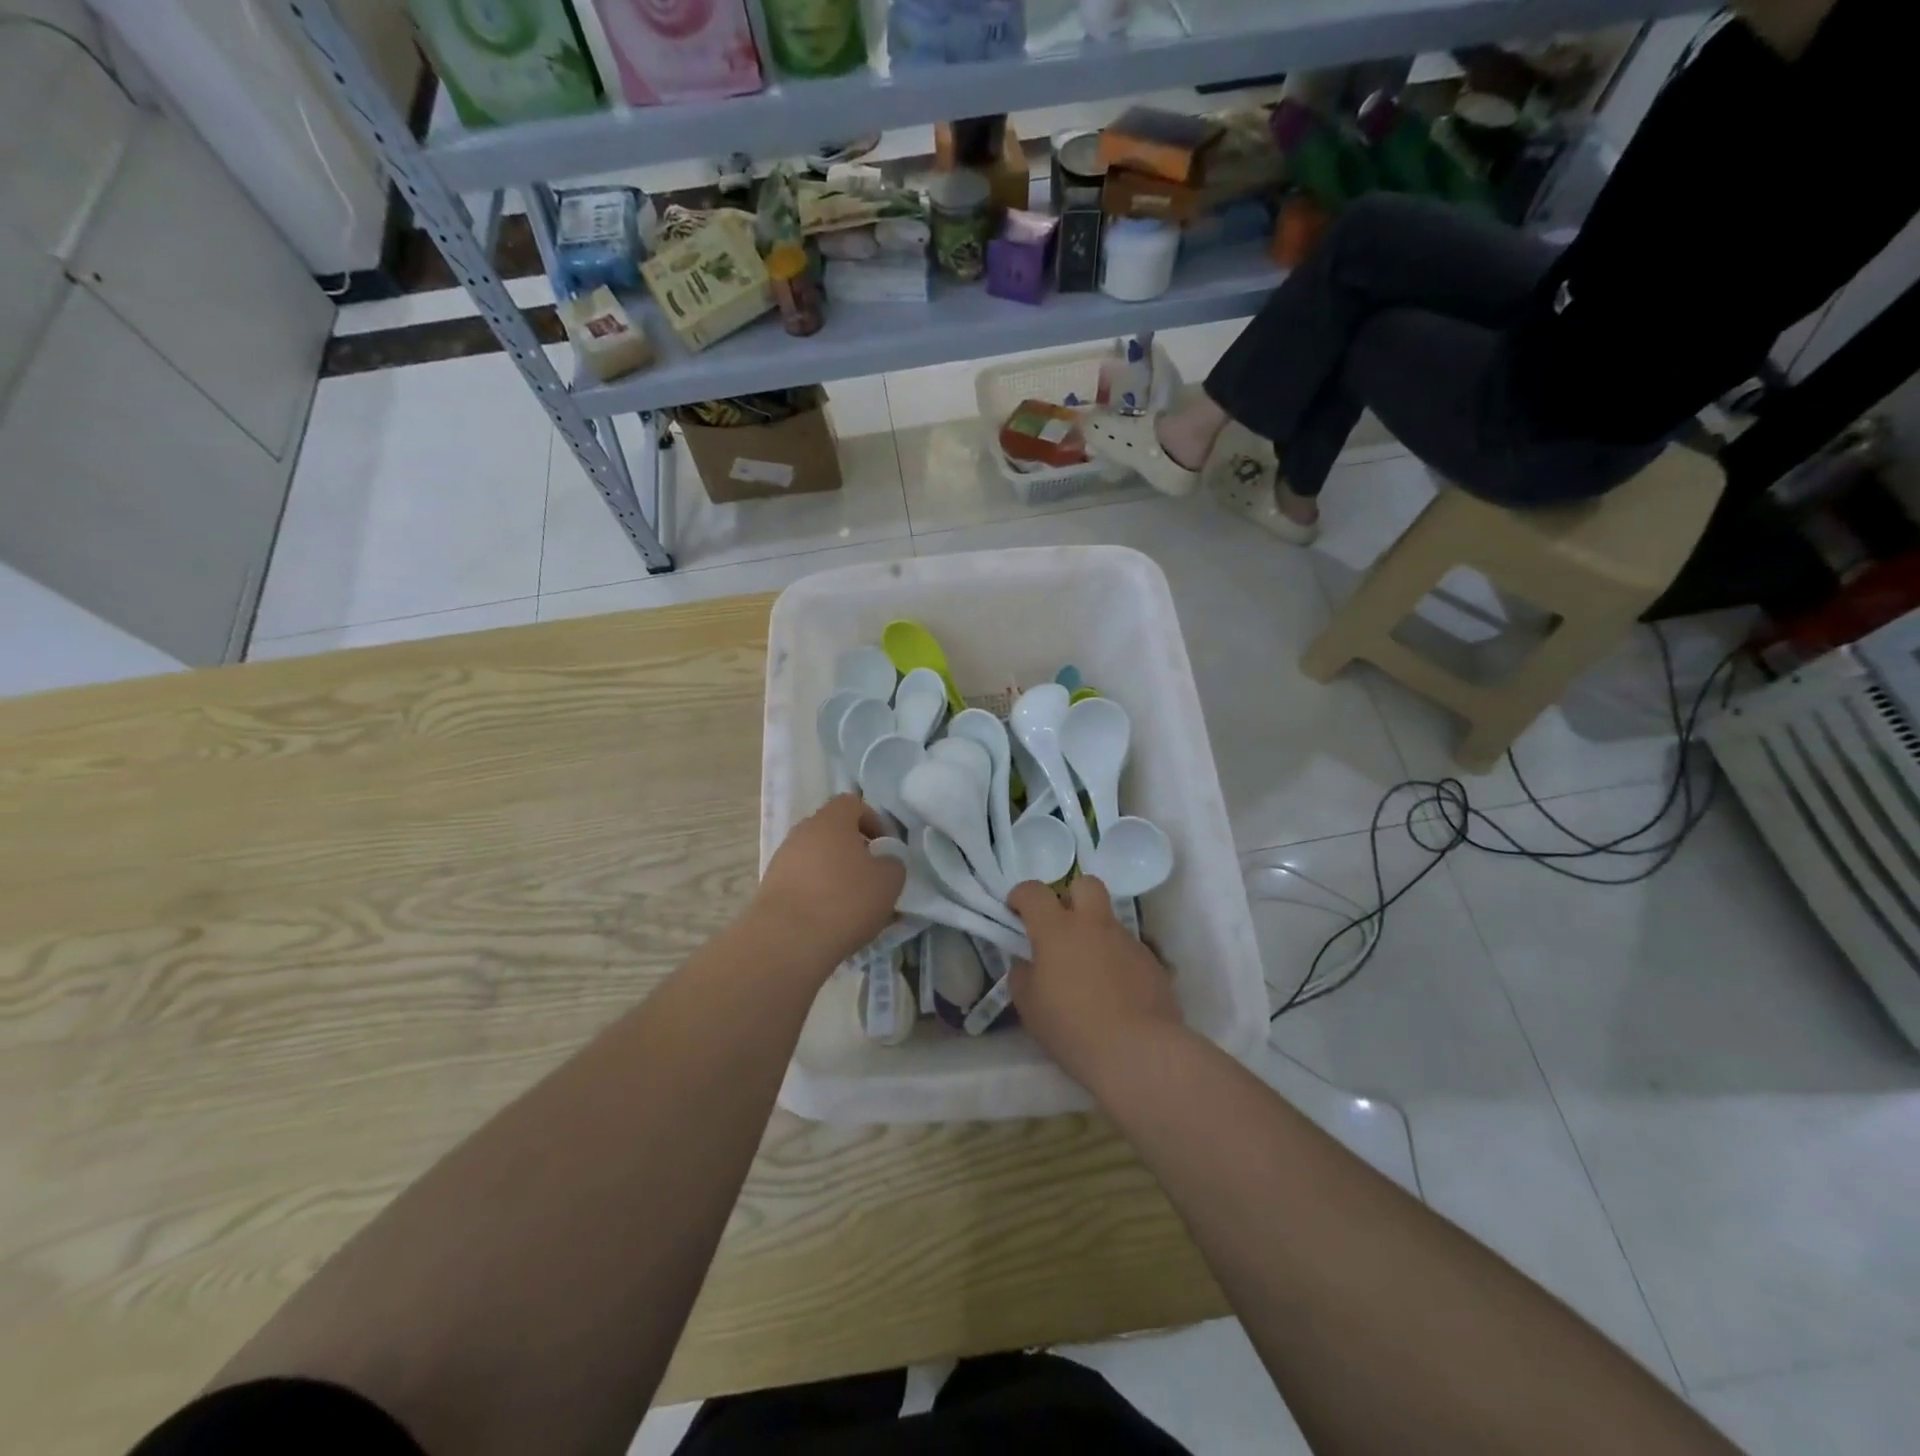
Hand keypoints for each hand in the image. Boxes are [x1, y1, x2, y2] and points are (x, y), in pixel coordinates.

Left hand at [752, 795, 904, 969]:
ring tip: (851, 904)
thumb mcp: (889, 881)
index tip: (885, 847)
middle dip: (853, 850)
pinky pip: (801, 882)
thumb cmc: (845, 900)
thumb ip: (893, 863)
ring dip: (834, 873)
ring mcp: (782, 859)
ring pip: (816, 858)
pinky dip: (816, 894)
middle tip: (870, 876)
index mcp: (831, 820)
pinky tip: (829, 919)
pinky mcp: (770, 888)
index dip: (873, 820)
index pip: (852, 803)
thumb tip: (885, 861)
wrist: (787, 940)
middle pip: (832, 831)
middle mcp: (802, 832)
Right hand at [1007, 876, 1183, 1087]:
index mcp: (1057, 929)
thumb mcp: (1030, 1006)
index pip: (1034, 892)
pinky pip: (1128, 949)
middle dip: (1070, 896)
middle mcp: (1094, 924)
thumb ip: (1023, 975)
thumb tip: (1027, 962)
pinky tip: (1115, 993)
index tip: (1015, 912)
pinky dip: (1117, 961)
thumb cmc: (1073, 1028)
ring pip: (1108, 920)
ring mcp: (1127, 940)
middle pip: (1084, 884)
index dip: (1020, 896)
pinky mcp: (1152, 962)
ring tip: (1089, 973)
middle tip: (1060, 926)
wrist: (1139, 1052)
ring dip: (1095, 934)